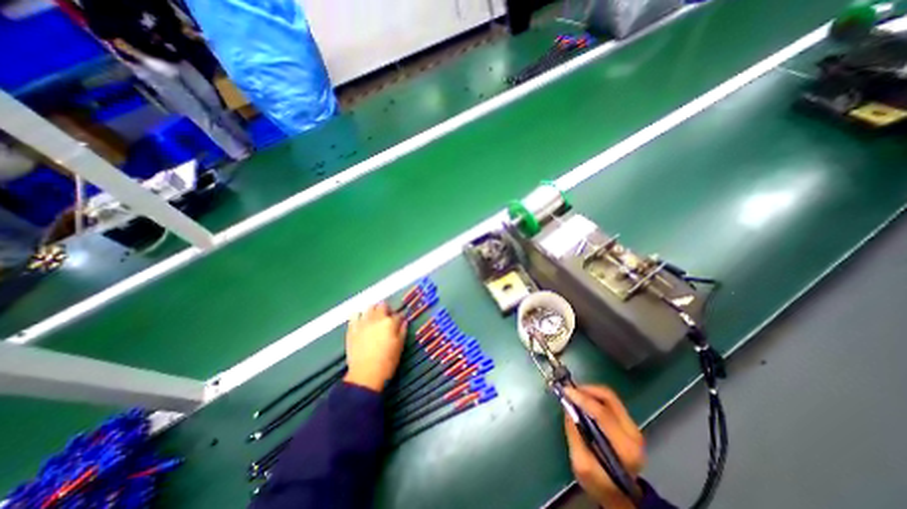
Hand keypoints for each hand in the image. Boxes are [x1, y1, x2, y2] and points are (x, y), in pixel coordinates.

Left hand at [345, 304, 407, 390]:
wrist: (365, 374)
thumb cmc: (387, 362)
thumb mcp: (400, 346)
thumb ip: (402, 331)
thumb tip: (404, 321)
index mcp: (390, 323)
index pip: (398, 314)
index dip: (400, 317)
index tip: (400, 320)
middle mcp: (377, 319)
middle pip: (382, 306)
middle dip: (387, 309)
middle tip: (388, 317)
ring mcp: (363, 322)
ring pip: (369, 307)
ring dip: (373, 310)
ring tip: (375, 317)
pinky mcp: (352, 329)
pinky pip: (354, 315)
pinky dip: (358, 315)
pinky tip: (361, 320)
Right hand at [566, 386, 647, 508]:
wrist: (621, 495)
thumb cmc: (600, 483)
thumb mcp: (581, 464)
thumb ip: (574, 434)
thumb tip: (568, 406)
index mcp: (623, 448)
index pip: (602, 413)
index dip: (582, 399)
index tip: (565, 391)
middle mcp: (633, 434)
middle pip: (608, 399)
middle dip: (585, 390)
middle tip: (569, 390)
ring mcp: (634, 427)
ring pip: (609, 396)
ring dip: (589, 391)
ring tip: (574, 393)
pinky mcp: (630, 424)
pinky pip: (610, 401)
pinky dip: (594, 395)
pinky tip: (583, 399)